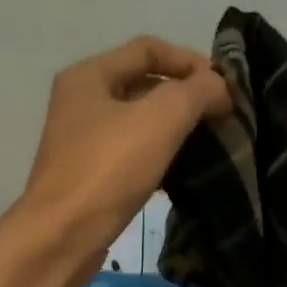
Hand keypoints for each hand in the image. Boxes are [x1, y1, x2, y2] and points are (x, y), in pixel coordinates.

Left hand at [20, 35, 228, 257]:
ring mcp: (83, 143)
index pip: (148, 48)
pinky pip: (133, 156)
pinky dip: (160, 159)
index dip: (190, 61)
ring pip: (140, 124)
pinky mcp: (90, 178)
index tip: (224, 89)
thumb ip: (197, 92)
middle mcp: (81, 103)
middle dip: (185, 97)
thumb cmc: (108, 170)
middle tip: (222, 117)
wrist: (63, 237)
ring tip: (210, 145)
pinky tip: (183, 175)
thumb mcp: (161, 118)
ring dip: (176, 130)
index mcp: (89, 76)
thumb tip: (220, 88)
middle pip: (144, 85)